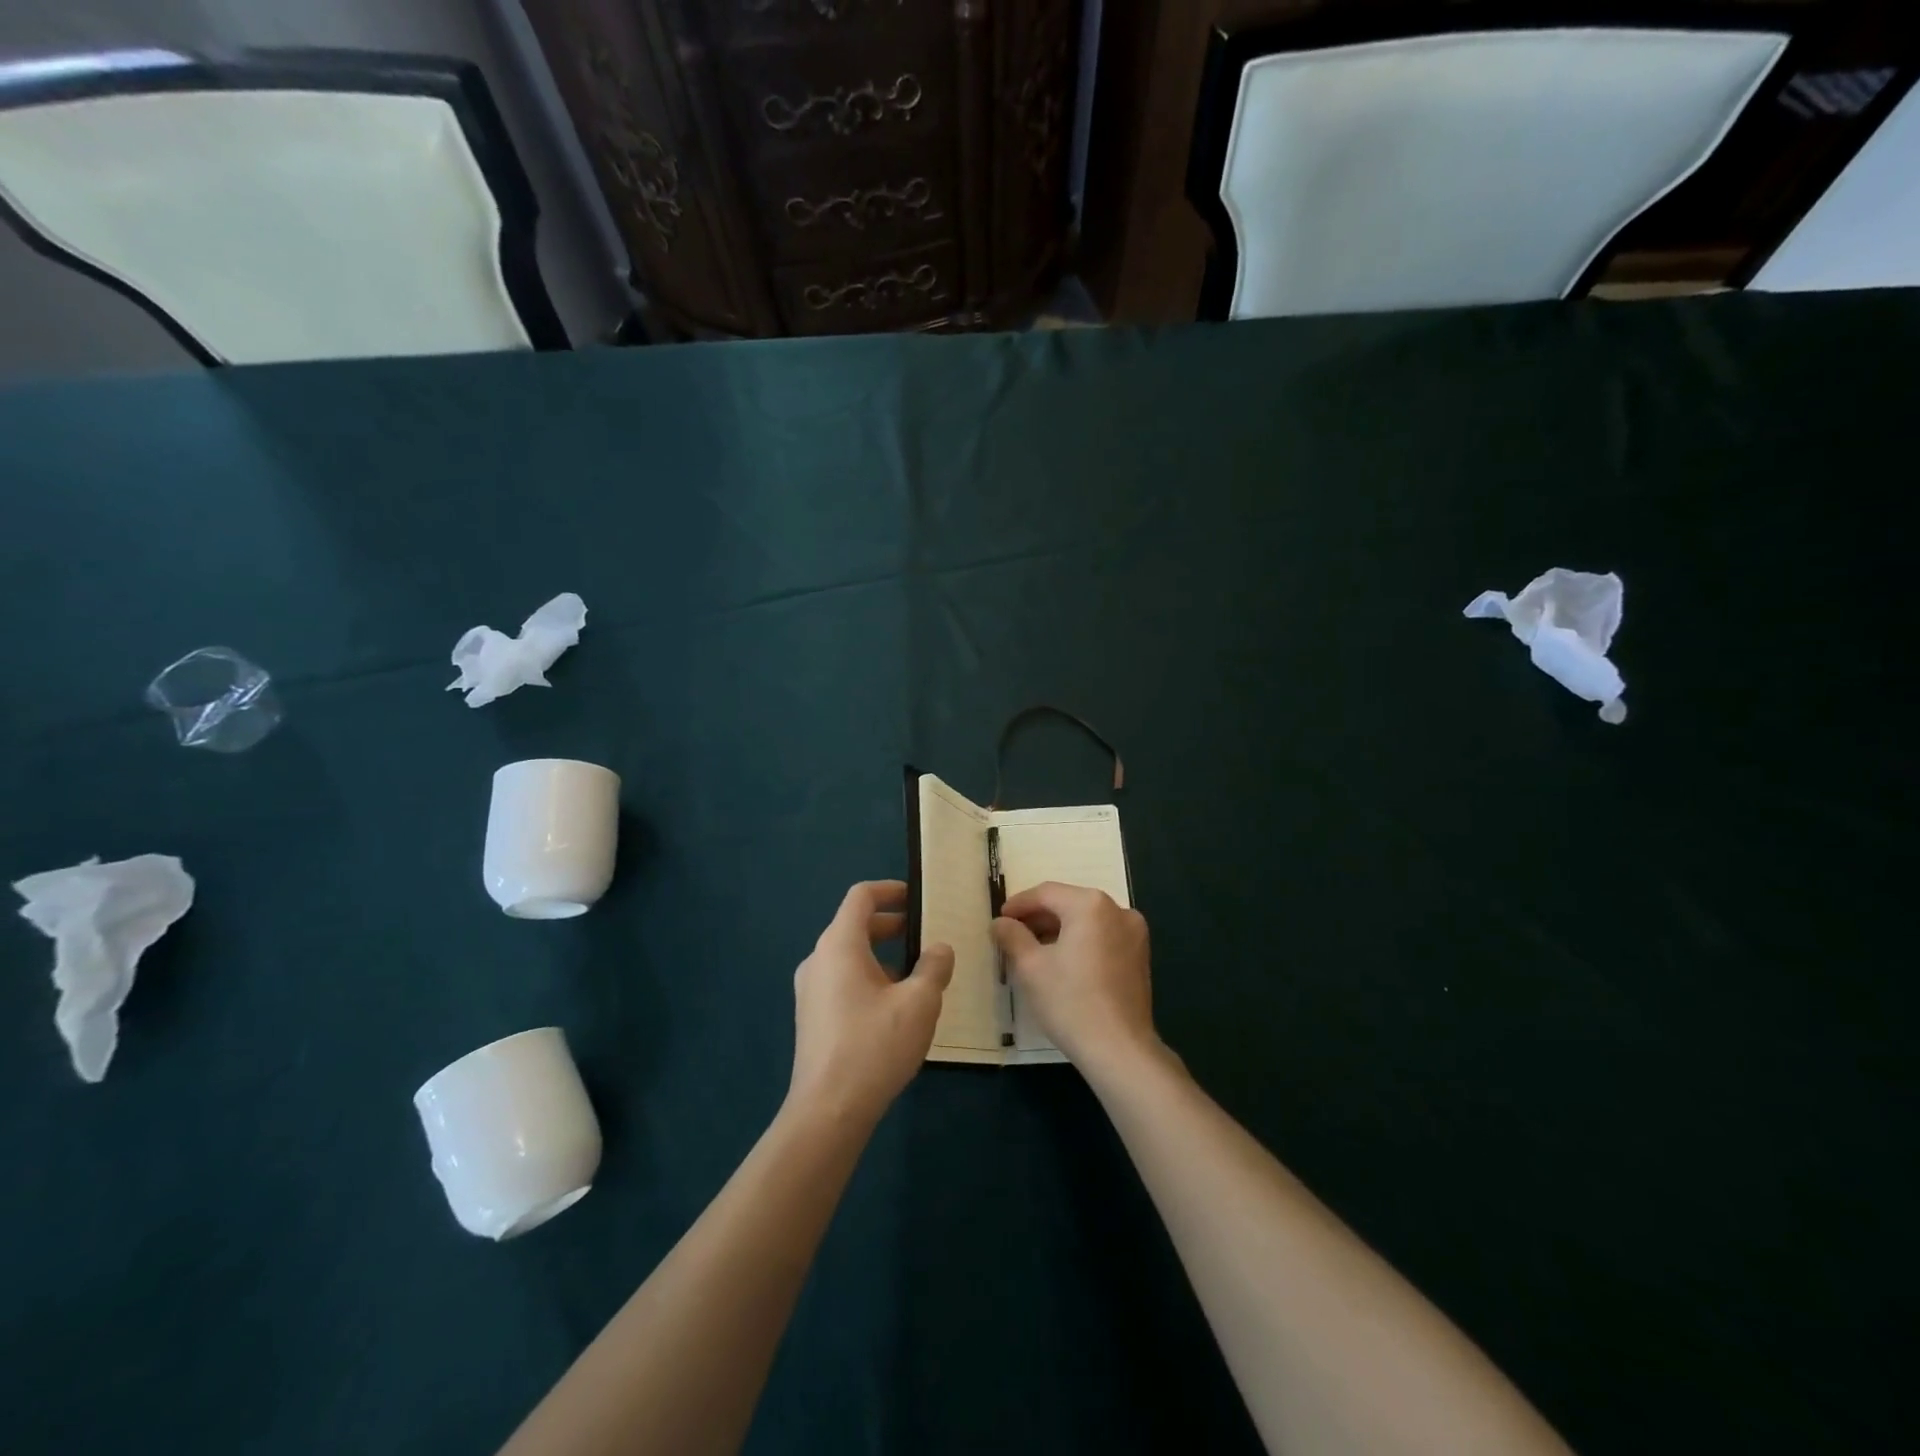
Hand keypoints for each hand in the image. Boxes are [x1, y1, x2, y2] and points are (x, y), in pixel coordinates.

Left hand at [789, 880, 953, 1126]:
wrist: (827, 1111)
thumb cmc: (874, 1046)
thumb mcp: (919, 1003)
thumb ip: (934, 967)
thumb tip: (939, 949)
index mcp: (839, 945)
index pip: (861, 896)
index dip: (890, 890)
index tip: (918, 898)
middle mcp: (818, 959)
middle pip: (855, 926)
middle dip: (892, 926)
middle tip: (926, 937)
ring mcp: (810, 990)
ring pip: (850, 957)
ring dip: (883, 957)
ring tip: (918, 977)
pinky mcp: (811, 1017)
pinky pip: (842, 982)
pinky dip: (869, 979)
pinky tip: (895, 1010)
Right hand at [991, 882, 1158, 1080]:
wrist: (1120, 1050)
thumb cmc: (1070, 1002)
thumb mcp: (1031, 967)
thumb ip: (1012, 936)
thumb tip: (1000, 923)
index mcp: (1090, 905)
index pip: (1046, 893)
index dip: (1018, 905)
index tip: (999, 920)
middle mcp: (1117, 910)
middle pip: (1068, 904)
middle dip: (1038, 918)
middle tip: (1012, 936)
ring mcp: (1134, 933)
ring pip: (1086, 921)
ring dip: (1058, 931)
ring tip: (1033, 951)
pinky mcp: (1140, 956)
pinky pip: (1102, 937)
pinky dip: (1080, 942)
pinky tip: (1062, 963)